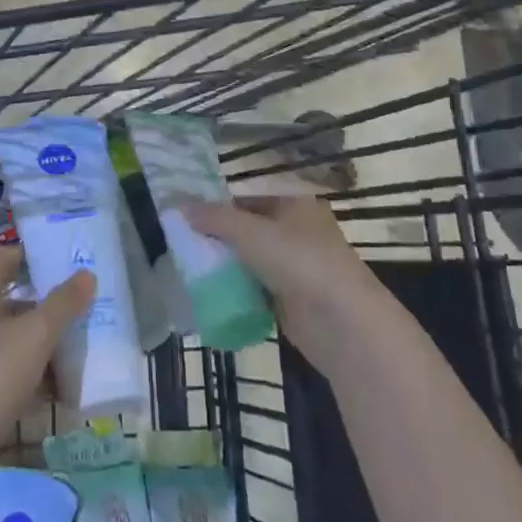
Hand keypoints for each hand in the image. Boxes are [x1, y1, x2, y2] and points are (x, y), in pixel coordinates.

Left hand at [0, 246, 93, 460]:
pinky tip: (62, 394)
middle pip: (9, 303)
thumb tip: (87, 274)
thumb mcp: (35, 336)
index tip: (52, 257)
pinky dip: (36, 380)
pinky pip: (12, 378)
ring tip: (79, 350)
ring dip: (44, 345)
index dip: (20, 254)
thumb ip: (62, 304)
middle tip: (78, 305)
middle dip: (44, 305)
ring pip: (14, 343)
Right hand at [187, 196, 377, 369]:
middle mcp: (297, 230)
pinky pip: (255, 287)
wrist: (343, 324)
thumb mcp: (250, 232)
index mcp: (295, 203)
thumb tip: (178, 205)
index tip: (185, 216)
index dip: (217, 204)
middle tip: (182, 242)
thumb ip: (213, 218)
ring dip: (224, 264)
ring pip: (250, 259)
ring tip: (189, 267)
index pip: (247, 197)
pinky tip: (210, 293)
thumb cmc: (299, 261)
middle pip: (247, 228)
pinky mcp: (291, 298)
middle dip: (218, 236)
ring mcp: (296, 266)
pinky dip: (236, 289)